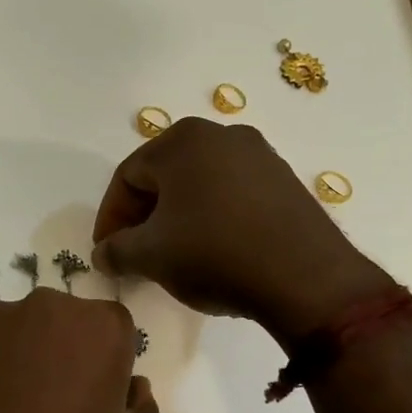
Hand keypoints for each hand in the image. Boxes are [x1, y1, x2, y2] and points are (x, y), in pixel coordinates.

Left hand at [0, 290, 157, 412]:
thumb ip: (138, 407)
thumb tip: (133, 385)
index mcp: (100, 328)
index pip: (112, 329)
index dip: (105, 362)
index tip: (91, 397)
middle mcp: (47, 306)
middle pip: (61, 320)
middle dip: (60, 350)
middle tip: (47, 403)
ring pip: (14, 329)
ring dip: (16, 355)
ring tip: (3, 409)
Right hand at [92, 118, 393, 343]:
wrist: (307, 278)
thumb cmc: (214, 254)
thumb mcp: (150, 256)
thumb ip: (116, 251)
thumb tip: (104, 254)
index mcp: (182, 140)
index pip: (127, 177)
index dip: (109, 218)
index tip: (106, 253)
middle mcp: (222, 134)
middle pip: (163, 176)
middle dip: (143, 217)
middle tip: (135, 254)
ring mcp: (260, 155)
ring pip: (199, 185)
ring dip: (177, 219)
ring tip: (173, 256)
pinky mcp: (285, 181)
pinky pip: (232, 195)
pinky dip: (212, 219)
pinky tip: (214, 252)